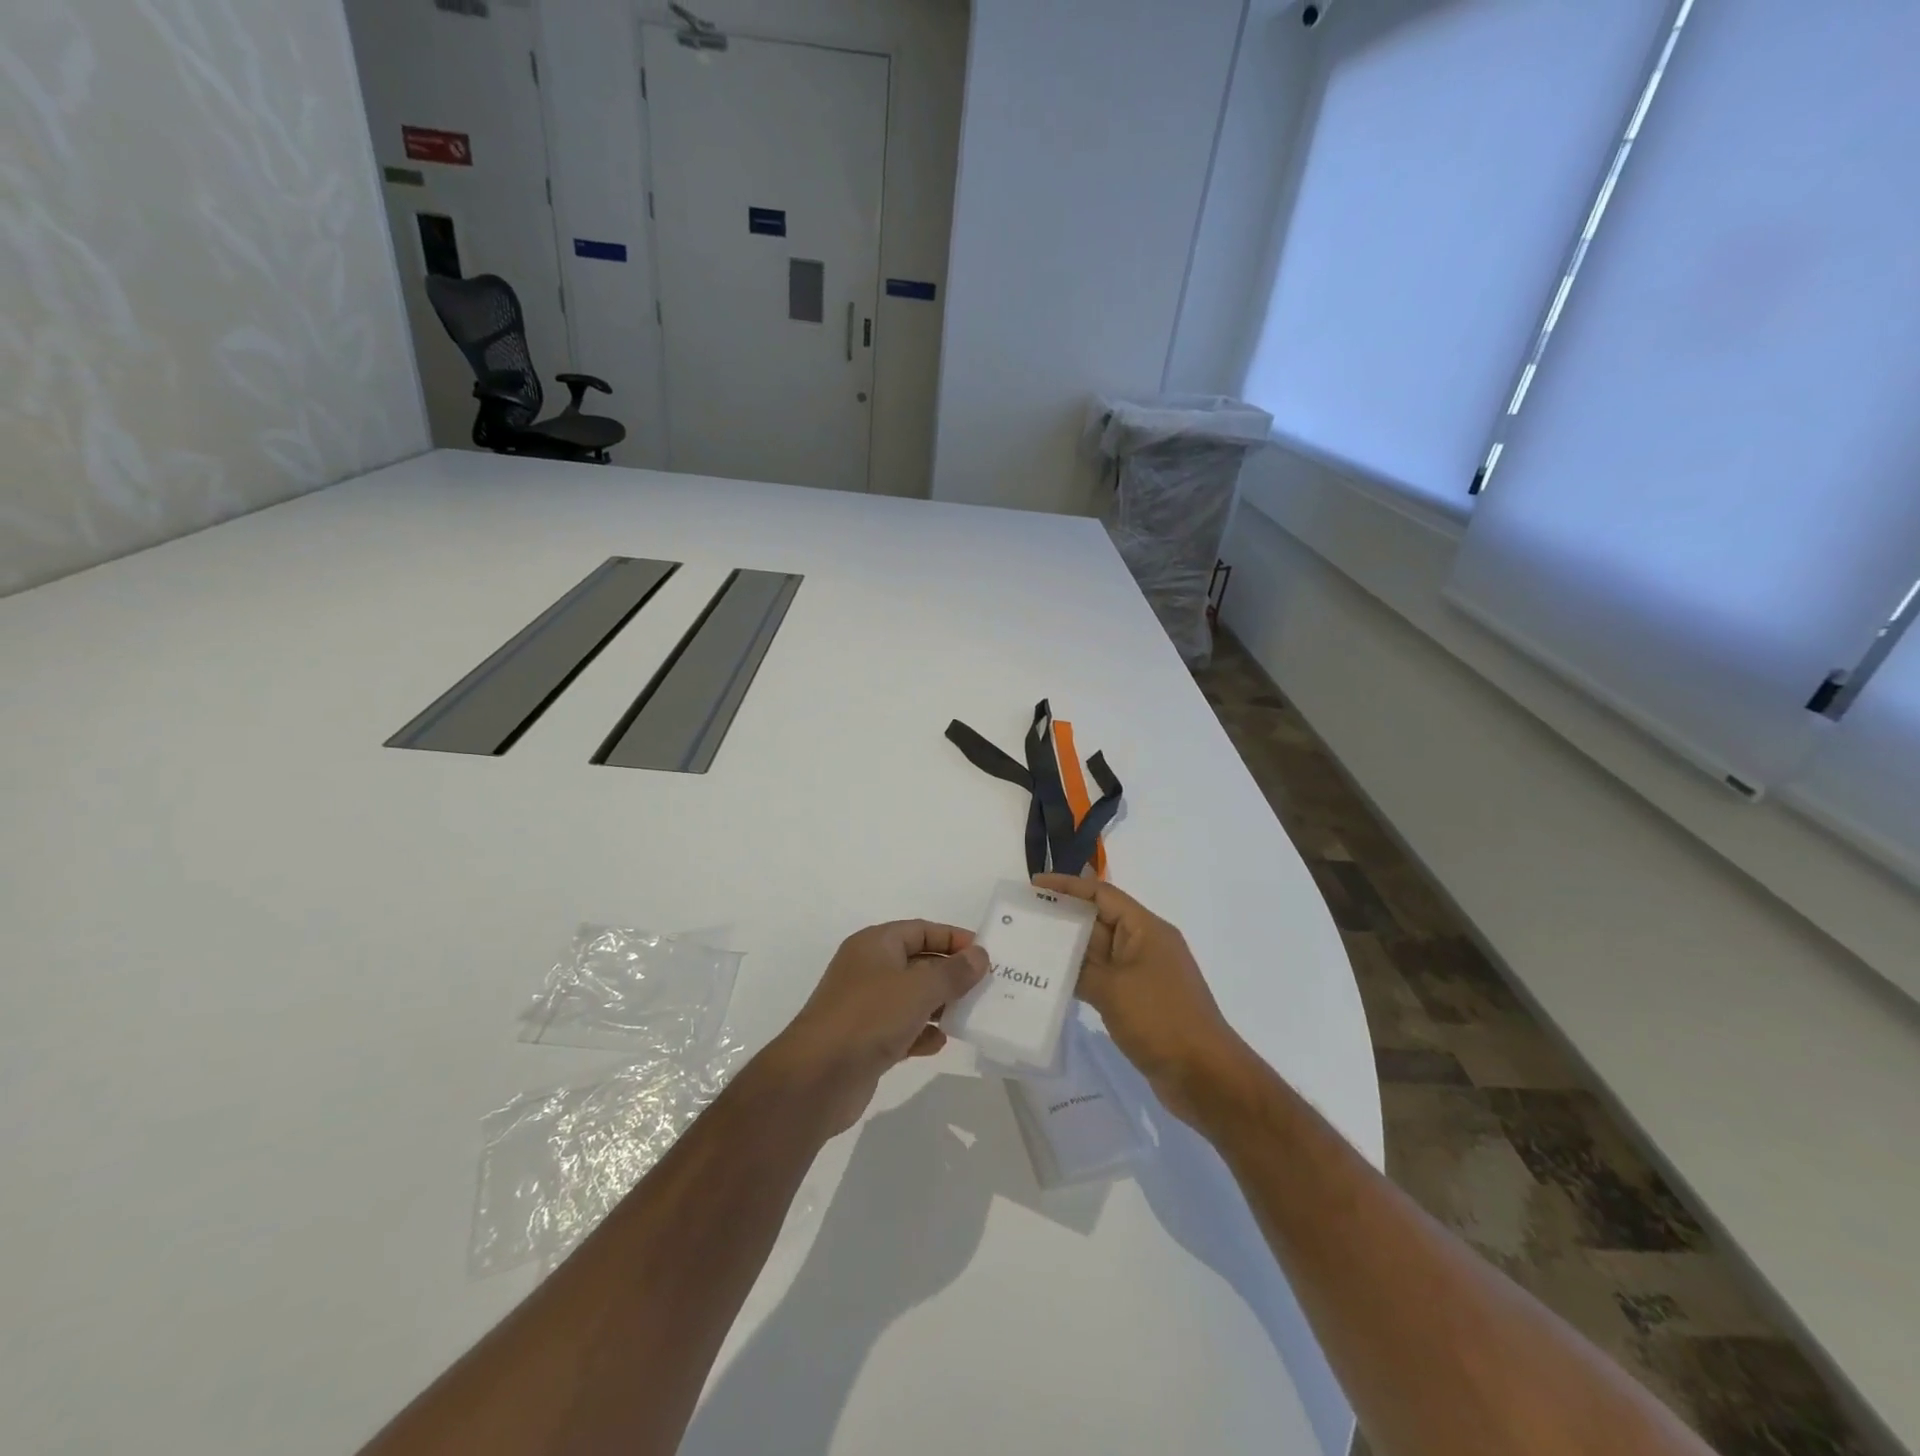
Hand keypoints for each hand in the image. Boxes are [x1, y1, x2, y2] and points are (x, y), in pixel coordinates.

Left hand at [763, 922, 989, 1135]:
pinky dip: (921, 1033)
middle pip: (918, 963)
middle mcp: (869, 969)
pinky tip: (940, 1043)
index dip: (953, 938)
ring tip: (971, 1014)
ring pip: (911, 998)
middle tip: (986, 987)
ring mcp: (865, 1007)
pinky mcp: (865, 1041)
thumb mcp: (919, 988)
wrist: (817, 1078)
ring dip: (940, 1005)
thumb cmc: (869, 1017)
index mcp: (875, 945)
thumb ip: (953, 971)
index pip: (921, 930)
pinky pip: (902, 1029)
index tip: (985, 954)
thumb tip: (979, 955)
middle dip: (951, 974)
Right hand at [1033, 874, 1249, 1125]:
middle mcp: (1145, 945)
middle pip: (1098, 920)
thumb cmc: (1160, 1020)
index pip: (1102, 894)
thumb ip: (1079, 967)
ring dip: (1067, 950)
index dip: (1067, 886)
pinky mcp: (1138, 1001)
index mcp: (1146, 929)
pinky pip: (1103, 978)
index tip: (1034, 886)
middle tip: (1022, 919)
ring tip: (1028, 948)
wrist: (1205, 1077)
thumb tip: (1054, 957)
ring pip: (1098, 952)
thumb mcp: (1113, 989)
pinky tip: (1051, 983)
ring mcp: (1142, 975)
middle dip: (1062, 917)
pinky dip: (1079, 977)